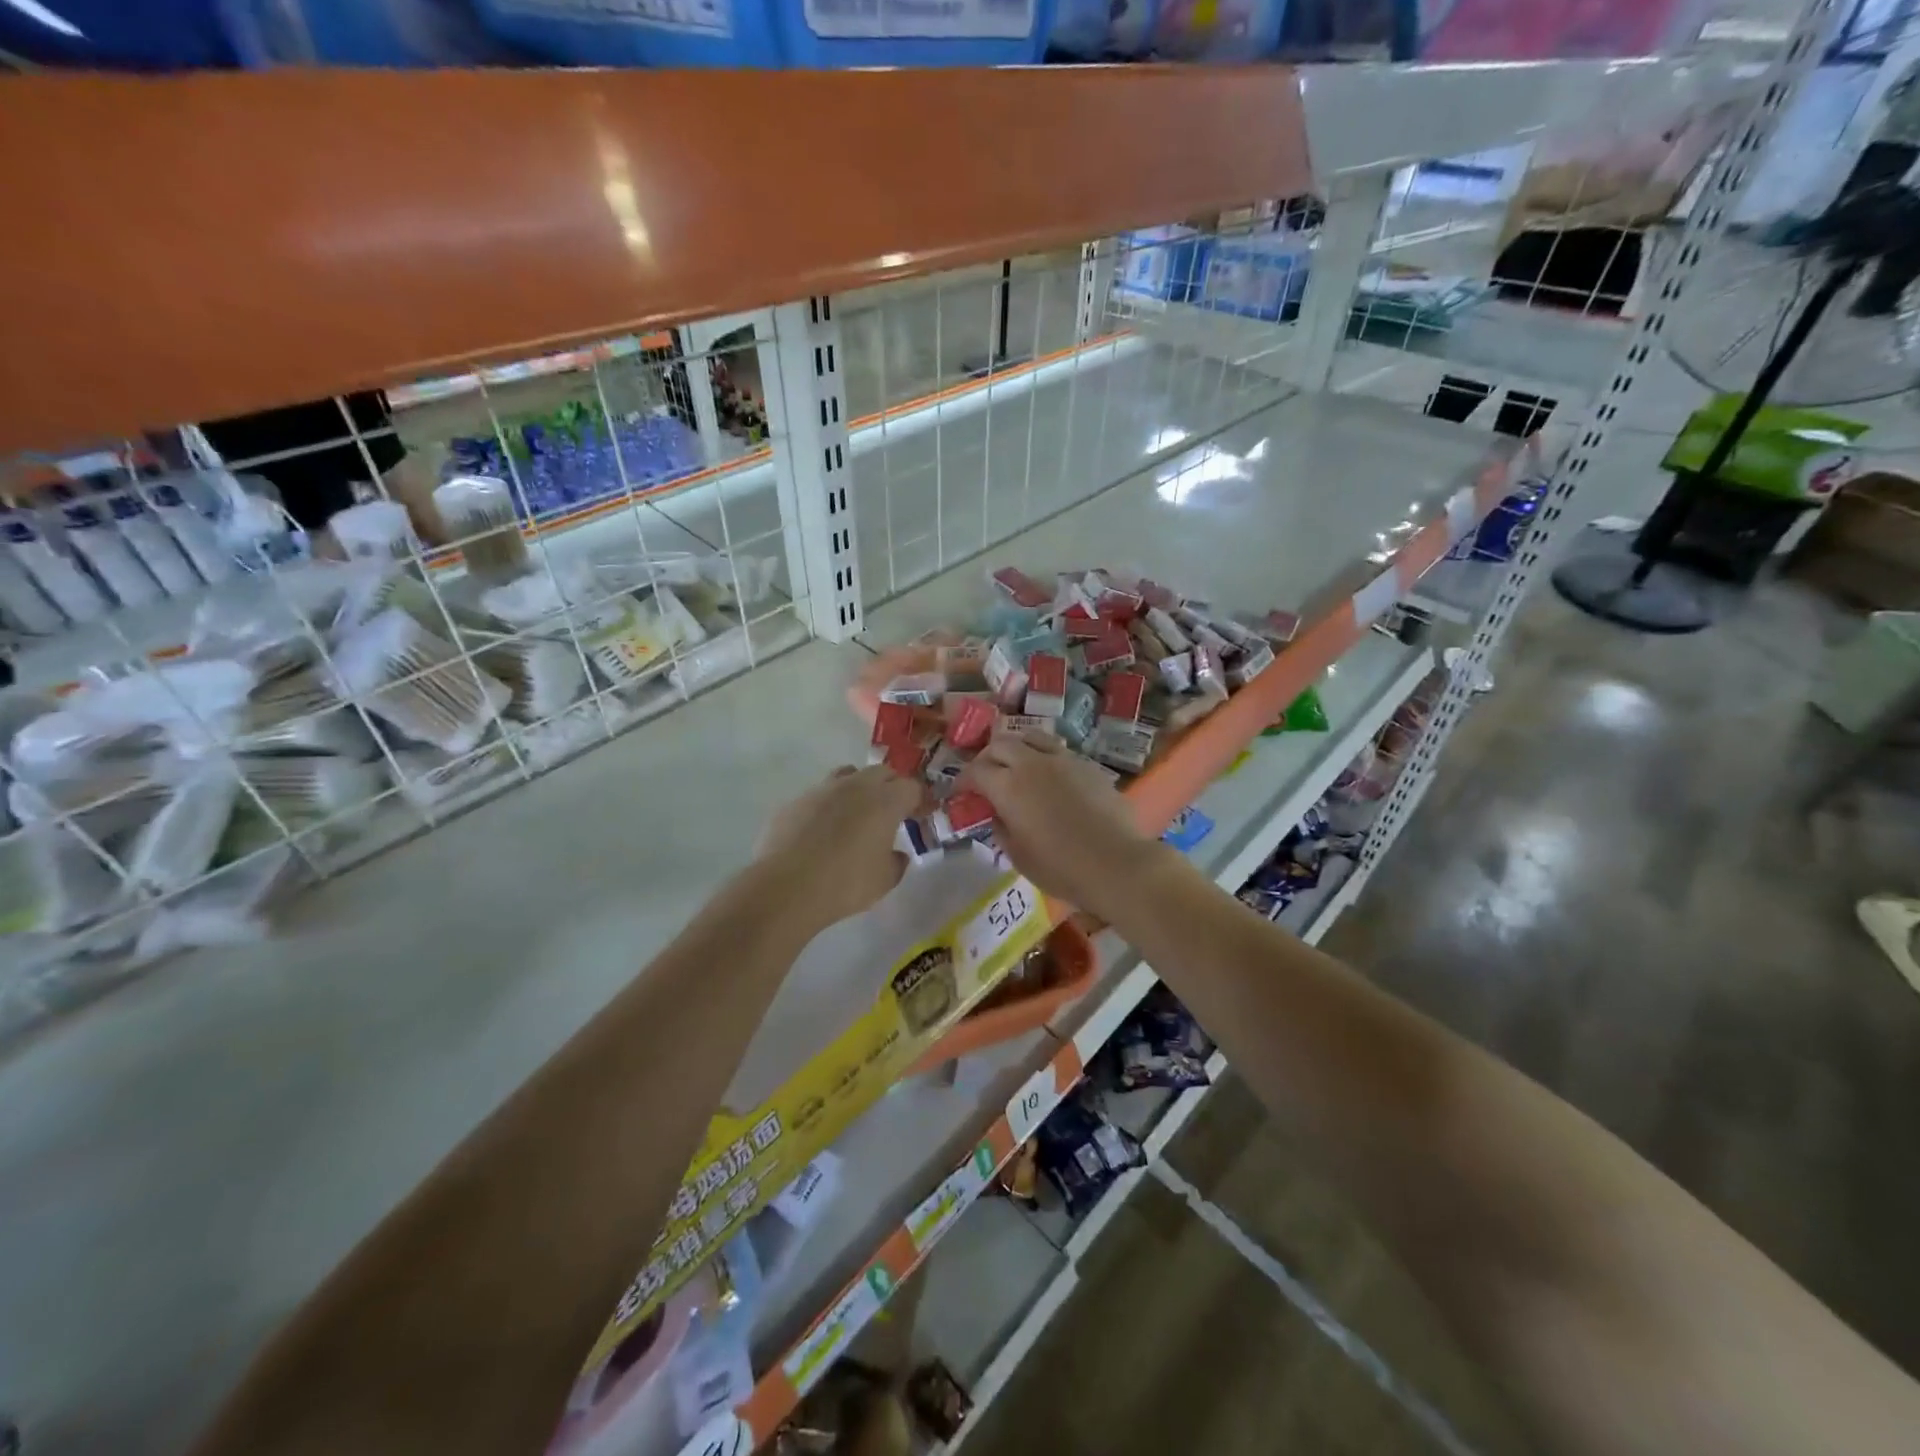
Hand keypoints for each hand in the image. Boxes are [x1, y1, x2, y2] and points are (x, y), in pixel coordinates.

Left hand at [755, 766, 923, 930]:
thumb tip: (896, 855)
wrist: (787, 887)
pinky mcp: (794, 801)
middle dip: (890, 787)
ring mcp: (821, 790)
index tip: (920, 815)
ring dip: (857, 789)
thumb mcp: (884, 881)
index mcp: (885, 801)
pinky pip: (819, 796)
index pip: (912, 787)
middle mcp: (855, 786)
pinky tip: (822, 832)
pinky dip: (827, 807)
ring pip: (847, 776)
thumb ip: (896, 862)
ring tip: (855, 816)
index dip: (919, 800)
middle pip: (881, 772)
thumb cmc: (846, 883)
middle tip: (891, 812)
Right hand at [961, 734, 1169, 919]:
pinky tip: (1049, 777)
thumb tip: (998, 814)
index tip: (961, 791)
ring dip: (1017, 748)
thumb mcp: (1018, 855)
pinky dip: (1044, 757)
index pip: (975, 770)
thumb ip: (1001, 828)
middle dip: (988, 758)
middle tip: (986, 776)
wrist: (1116, 863)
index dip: (963, 780)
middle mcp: (1032, 763)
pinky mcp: (1087, 764)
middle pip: (1001, 744)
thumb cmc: (1060, 867)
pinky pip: (1057, 750)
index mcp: (1008, 786)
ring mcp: (1063, 759)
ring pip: (1031, 737)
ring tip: (1017, 765)